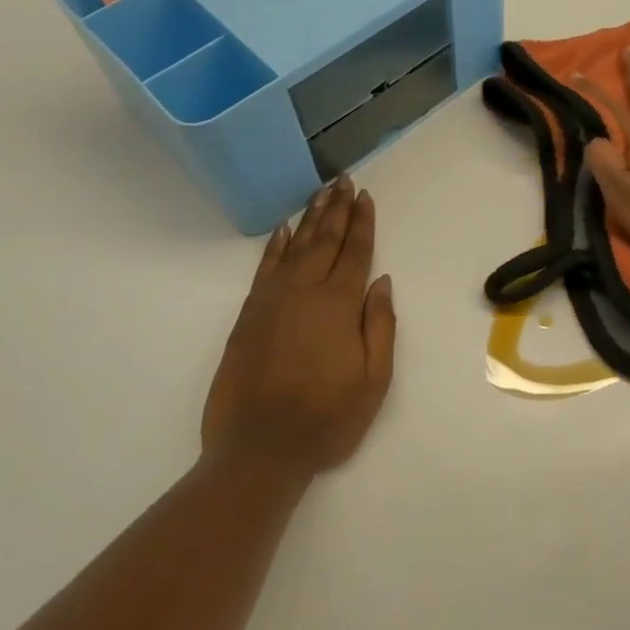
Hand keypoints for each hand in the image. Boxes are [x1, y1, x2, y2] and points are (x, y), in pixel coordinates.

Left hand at [202, 176, 395, 482]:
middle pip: (324, 240)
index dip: (362, 222)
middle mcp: (304, 292)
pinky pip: (264, 268)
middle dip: (336, 208)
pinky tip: (283, 230)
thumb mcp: (373, 380)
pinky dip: (275, 246)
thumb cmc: (327, 418)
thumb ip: (380, 325)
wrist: (258, 449)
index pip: (354, 252)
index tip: (365, 196)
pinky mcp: (248, 316)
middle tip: (343, 180)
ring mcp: (272, 301)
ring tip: (320, 192)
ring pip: (294, 247)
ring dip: (309, 218)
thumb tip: (381, 281)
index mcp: (338, 305)